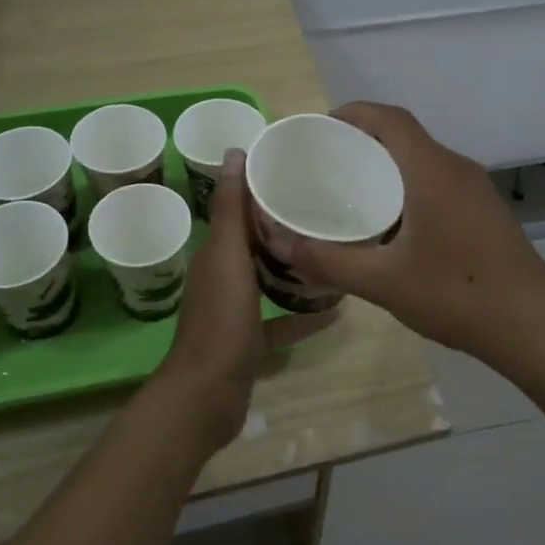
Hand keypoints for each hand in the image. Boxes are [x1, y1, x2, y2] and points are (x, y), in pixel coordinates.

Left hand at [160, 149, 336, 450]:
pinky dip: (303, 317)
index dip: (264, 188)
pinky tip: (336, 311)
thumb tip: (234, 151)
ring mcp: (237, 311)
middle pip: (257, 243)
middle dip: (285, 225)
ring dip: (295, 267)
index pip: (240, 210)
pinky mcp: (251, 340)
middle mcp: (224, 276)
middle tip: (328, 208)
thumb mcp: (227, 255)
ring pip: (268, 279)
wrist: (208, 392)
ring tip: (334, 251)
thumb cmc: (220, 318)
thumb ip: (232, 208)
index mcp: (217, 252)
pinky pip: (281, 322)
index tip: (300, 171)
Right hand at [285, 103, 544, 368]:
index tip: (320, 129)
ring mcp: (477, 190)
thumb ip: (328, 261)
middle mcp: (457, 169)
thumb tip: (280, 243)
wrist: (534, 327)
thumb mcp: (383, 282)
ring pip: (424, 161)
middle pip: (405, 136)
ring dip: (388, 166)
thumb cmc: (457, 295)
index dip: (353, 113)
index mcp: (433, 171)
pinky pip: (439, 182)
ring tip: (351, 192)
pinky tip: (391, 224)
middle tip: (325, 166)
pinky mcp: (486, 212)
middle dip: (364, 141)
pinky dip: (408, 186)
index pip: (390, 118)